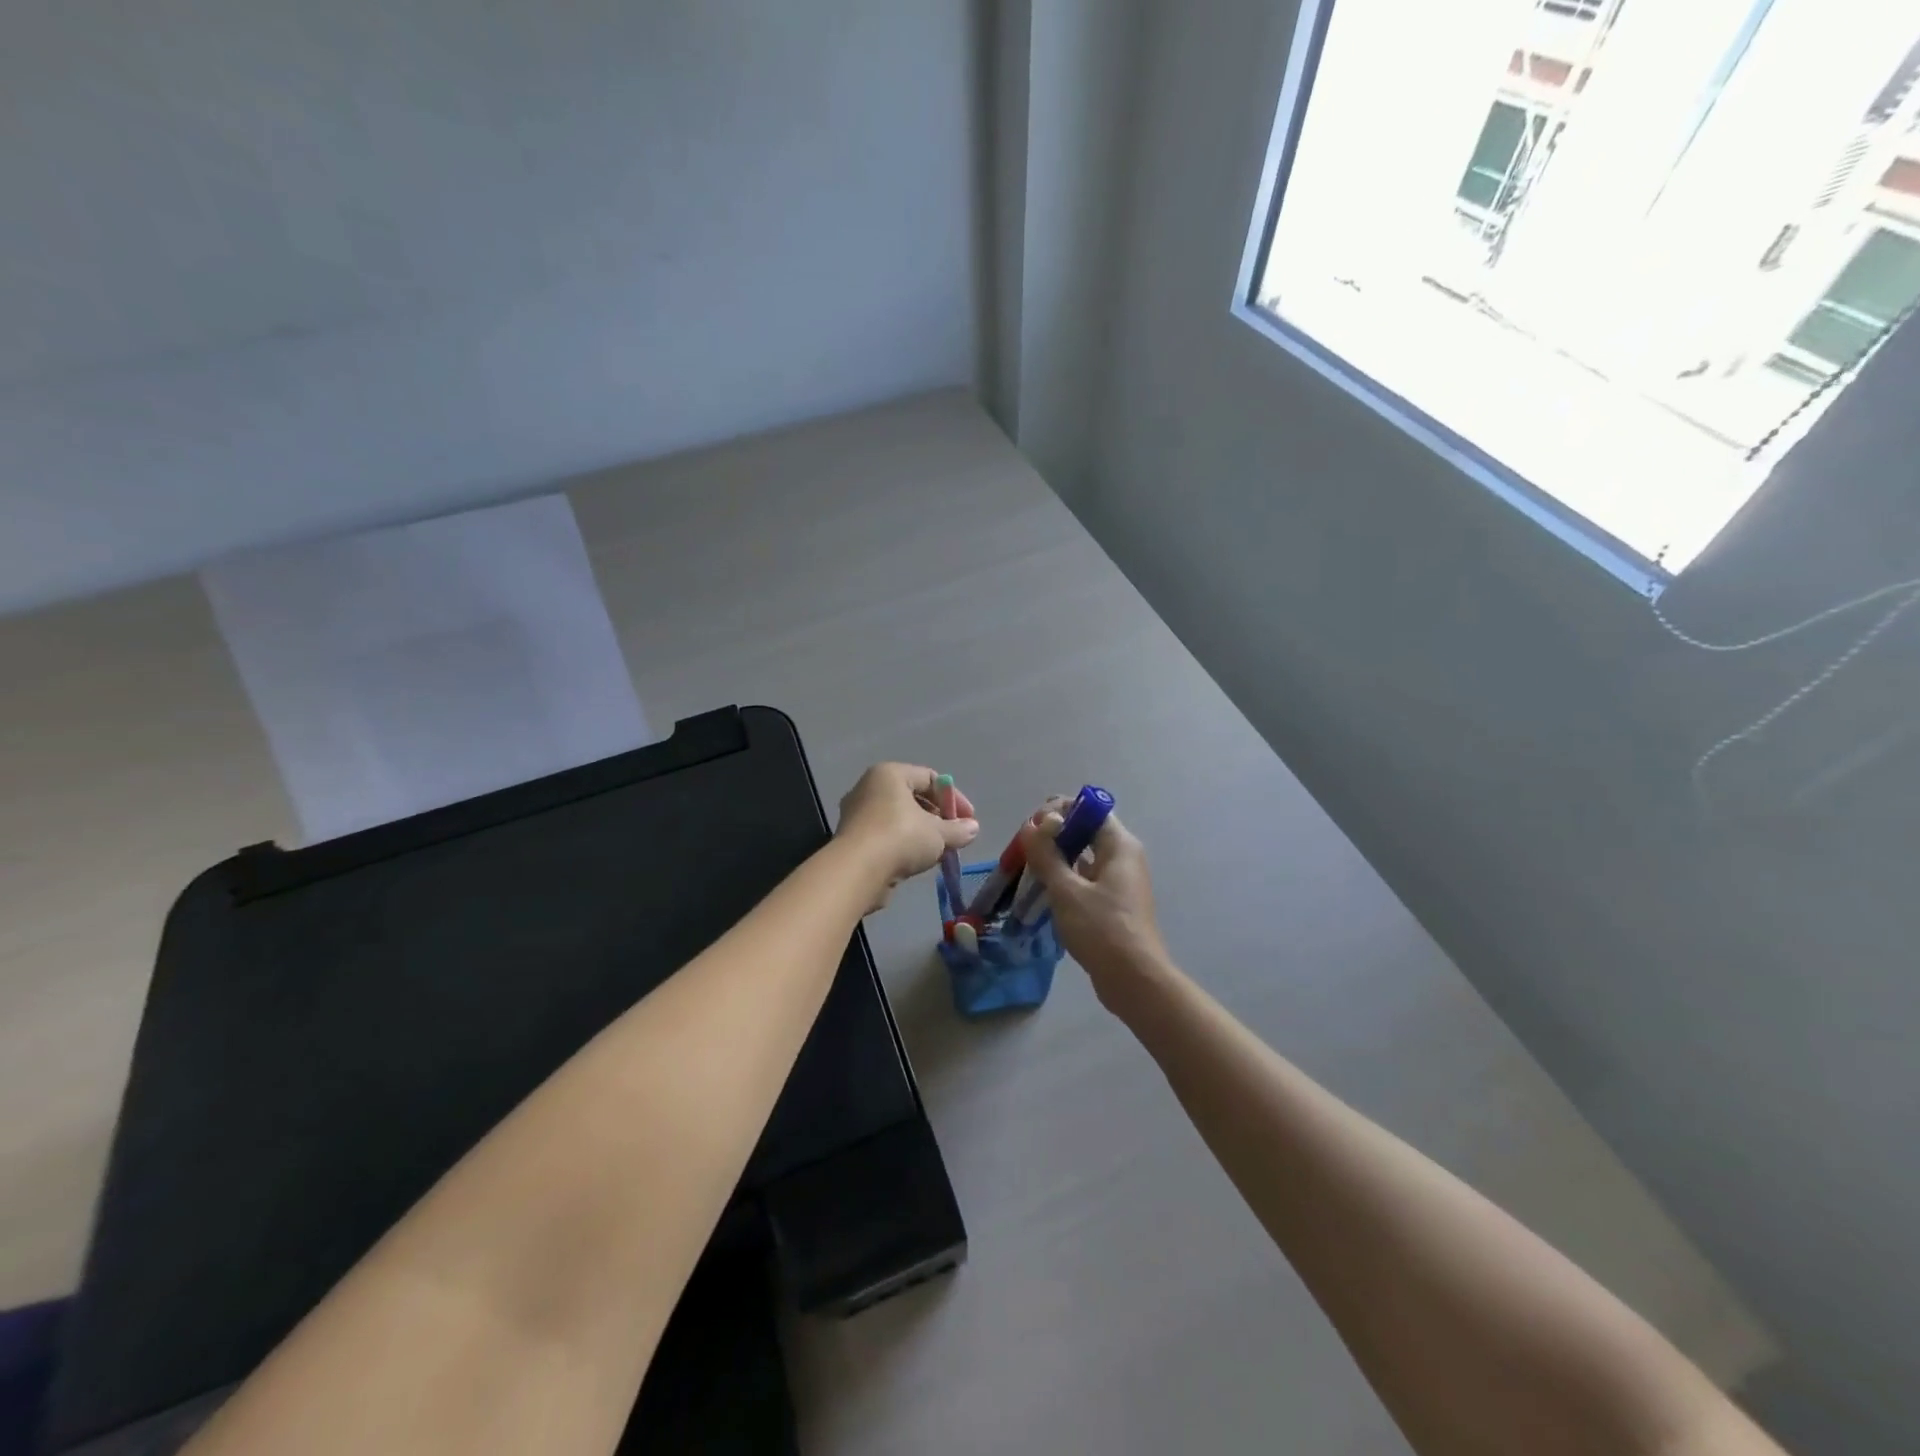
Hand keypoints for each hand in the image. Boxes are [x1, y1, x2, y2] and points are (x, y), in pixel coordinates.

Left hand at [836, 764, 978, 912]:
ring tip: (940, 851)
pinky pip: (886, 835)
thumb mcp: (938, 833)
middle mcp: (869, 787)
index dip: (954, 798)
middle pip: (913, 797)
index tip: (969, 820)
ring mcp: (857, 813)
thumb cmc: (900, 838)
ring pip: (899, 819)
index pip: (930, 778)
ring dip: (922, 833)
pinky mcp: (852, 839)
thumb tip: (973, 829)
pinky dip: (904, 845)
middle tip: (955, 836)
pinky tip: (918, 861)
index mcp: (890, 774)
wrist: (856, 871)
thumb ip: (958, 830)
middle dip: (938, 817)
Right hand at [1018, 808, 1167, 1005]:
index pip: (1089, 808)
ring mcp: (1120, 881)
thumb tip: (1033, 825)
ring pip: (1084, 856)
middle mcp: (1123, 856)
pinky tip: (1043, 891)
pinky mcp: (1113, 902)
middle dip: (1053, 835)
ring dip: (1056, 858)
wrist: (1134, 980)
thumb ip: (1047, 854)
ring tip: (1027, 869)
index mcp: (1119, 845)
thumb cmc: (1102, 929)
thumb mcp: (1067, 890)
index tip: (1033, 827)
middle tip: (1024, 849)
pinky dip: (1065, 879)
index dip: (1059, 810)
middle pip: (1085, 831)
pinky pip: (1086, 879)